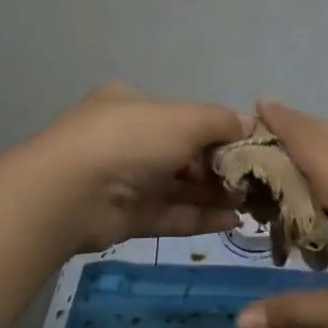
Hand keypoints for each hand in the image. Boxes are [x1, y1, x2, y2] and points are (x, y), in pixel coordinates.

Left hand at [33, 84, 251, 252]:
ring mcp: (125, 180)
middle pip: (185, 154)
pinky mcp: (125, 217)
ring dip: (214, 195)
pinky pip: (169, 214)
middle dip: (221, 168)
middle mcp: (129, 140)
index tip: (252, 148)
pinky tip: (231, 221)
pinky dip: (199, 216)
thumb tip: (252, 125)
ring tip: (251, 205)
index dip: (221, 132)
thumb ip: (222, 121)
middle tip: (257, 182)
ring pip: (178, 187)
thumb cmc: (130, 140)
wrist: (70, 193)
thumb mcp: (184, 119)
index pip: (186, 117)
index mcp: (135, 105)